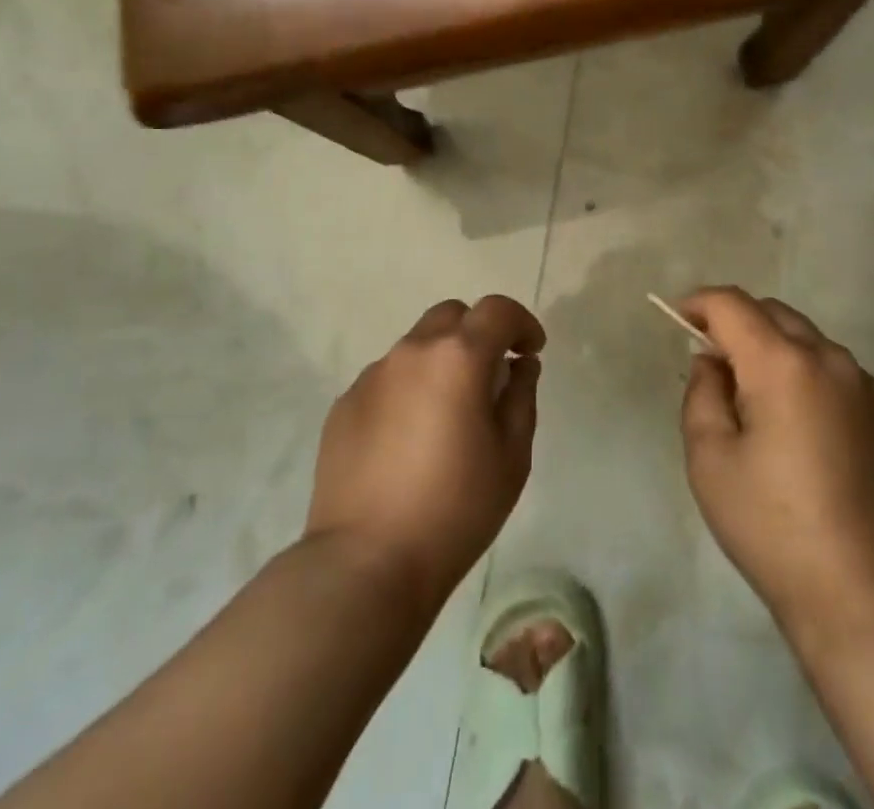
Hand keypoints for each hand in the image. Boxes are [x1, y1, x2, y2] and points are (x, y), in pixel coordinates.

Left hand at [305, 296, 543, 612]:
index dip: (521, 323)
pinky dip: (408, 390)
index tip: (530, 352)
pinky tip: (409, 440)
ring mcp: (372, 376)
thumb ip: (522, 396)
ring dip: (440, 362)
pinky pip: (387, 379)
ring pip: (416, 346)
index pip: (497, 310)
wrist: (365, 564)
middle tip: (490, 376)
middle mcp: (412, 352)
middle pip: (452, 316)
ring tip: (447, 414)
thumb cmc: (455, 509)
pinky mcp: (343, 405)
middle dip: (478, 334)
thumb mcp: (512, 456)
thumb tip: (518, 365)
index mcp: (458, 357)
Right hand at [680, 288, 873, 646]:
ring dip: (773, 348)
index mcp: (783, 364)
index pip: (733, 305)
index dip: (699, 303)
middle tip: (712, 363)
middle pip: (773, 313)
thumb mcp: (710, 459)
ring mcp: (865, 386)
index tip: (678, 320)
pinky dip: (805, 374)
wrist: (864, 595)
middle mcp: (829, 359)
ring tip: (755, 399)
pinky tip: (798, 426)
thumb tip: (713, 361)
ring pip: (806, 340)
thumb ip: (702, 393)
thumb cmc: (772, 527)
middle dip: (736, 323)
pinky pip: (834, 371)